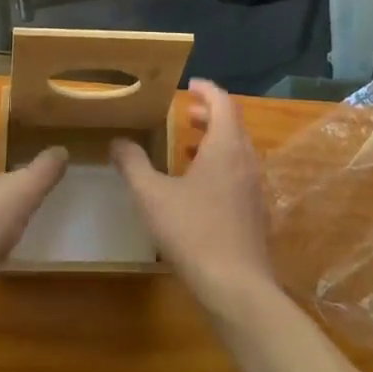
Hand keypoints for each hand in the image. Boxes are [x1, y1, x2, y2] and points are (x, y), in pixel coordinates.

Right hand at [112, 79, 274, 311]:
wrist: (236, 287)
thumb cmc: (193, 232)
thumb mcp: (152, 196)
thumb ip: (133, 164)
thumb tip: (117, 141)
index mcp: (225, 147)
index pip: (223, 102)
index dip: (207, 89)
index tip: (188, 84)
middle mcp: (245, 161)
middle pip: (233, 124)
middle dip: (209, 113)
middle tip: (185, 112)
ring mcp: (254, 187)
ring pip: (237, 150)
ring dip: (215, 140)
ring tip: (187, 144)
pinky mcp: (255, 212)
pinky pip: (238, 172)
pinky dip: (220, 164)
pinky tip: (197, 186)